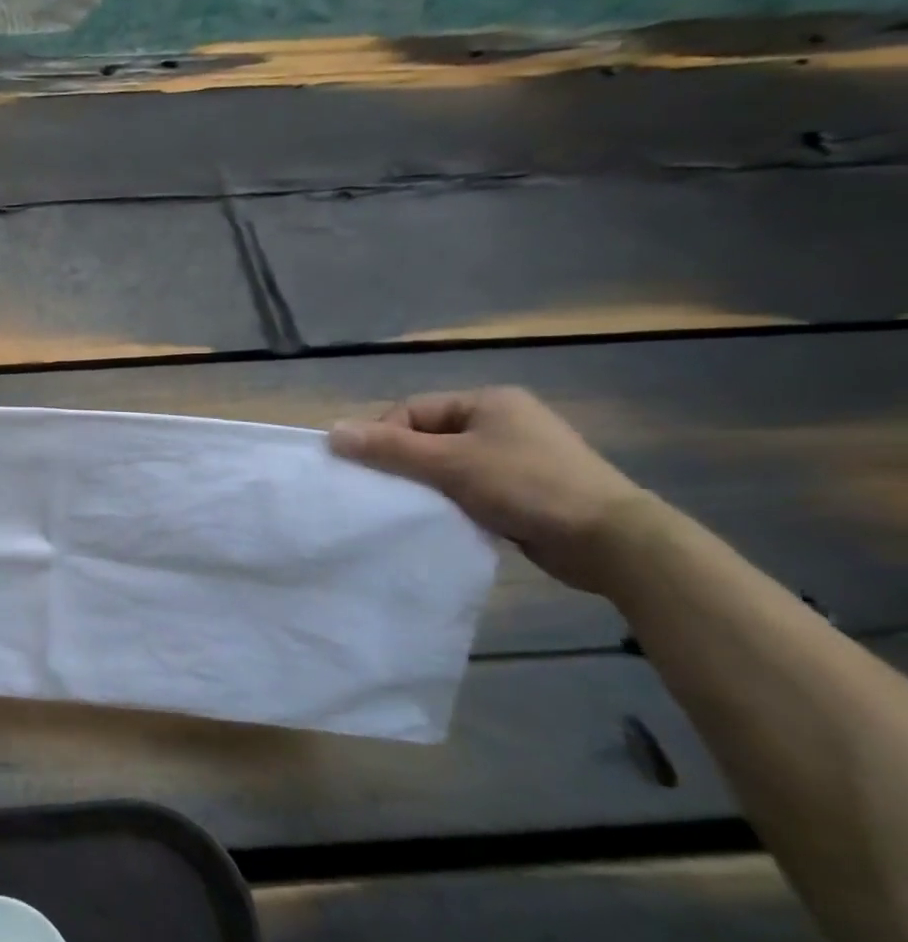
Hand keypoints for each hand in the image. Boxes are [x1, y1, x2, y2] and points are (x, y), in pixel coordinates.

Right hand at [328, 386, 649, 593]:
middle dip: (402, 462)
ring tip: (410, 507)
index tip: (367, 470)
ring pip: (446, 464)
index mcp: (487, 401)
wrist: (610, 540)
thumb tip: (332, 432)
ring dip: (426, 484)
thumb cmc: (526, 486)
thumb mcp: (449, 463)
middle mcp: (502, 421)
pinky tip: (441, 518)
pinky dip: (450, 499)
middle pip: (428, 436)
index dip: (384, 437)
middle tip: (383, 491)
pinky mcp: (524, 488)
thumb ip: (389, 448)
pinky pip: (468, 486)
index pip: (413, 411)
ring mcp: (515, 455)